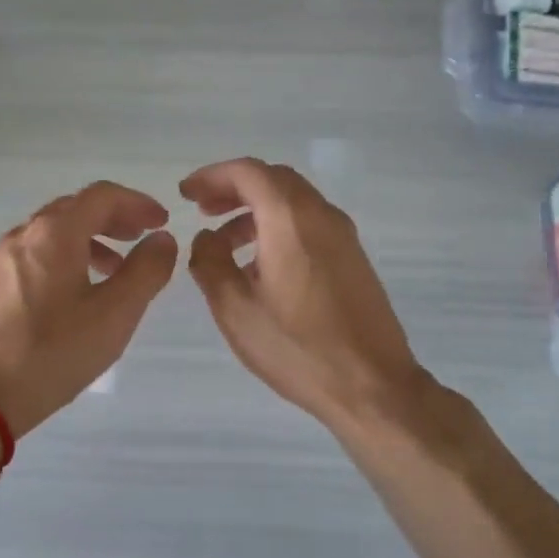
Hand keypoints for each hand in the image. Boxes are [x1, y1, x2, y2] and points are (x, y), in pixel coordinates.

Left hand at [0, 181, 178, 438]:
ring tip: (116, 270)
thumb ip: (146, 271)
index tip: (162, 222)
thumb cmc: (54, 352)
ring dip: (91, 239)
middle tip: (142, 238)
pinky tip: (78, 291)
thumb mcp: (114, 314)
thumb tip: (162, 239)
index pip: (101, 196)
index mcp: (55, 233)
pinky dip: (67, 256)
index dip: (137, 203)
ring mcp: (4, 258)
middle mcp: (25, 234)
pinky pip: (37, 252)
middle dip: (114, 218)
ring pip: (54, 231)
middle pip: (76, 208)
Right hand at [182, 158, 425, 431]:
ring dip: (255, 210)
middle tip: (203, 211)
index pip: (248, 172)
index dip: (212, 176)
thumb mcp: (235, 309)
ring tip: (224, 244)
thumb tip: (206, 238)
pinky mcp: (353, 258)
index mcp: (290, 218)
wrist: (372, 385)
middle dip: (233, 189)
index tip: (186, 194)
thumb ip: (209, 263)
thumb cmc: (297, 347)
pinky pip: (309, 224)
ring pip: (293, 202)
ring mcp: (343, 235)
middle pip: (273, 180)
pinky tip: (259, 267)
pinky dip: (278, 227)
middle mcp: (321, 215)